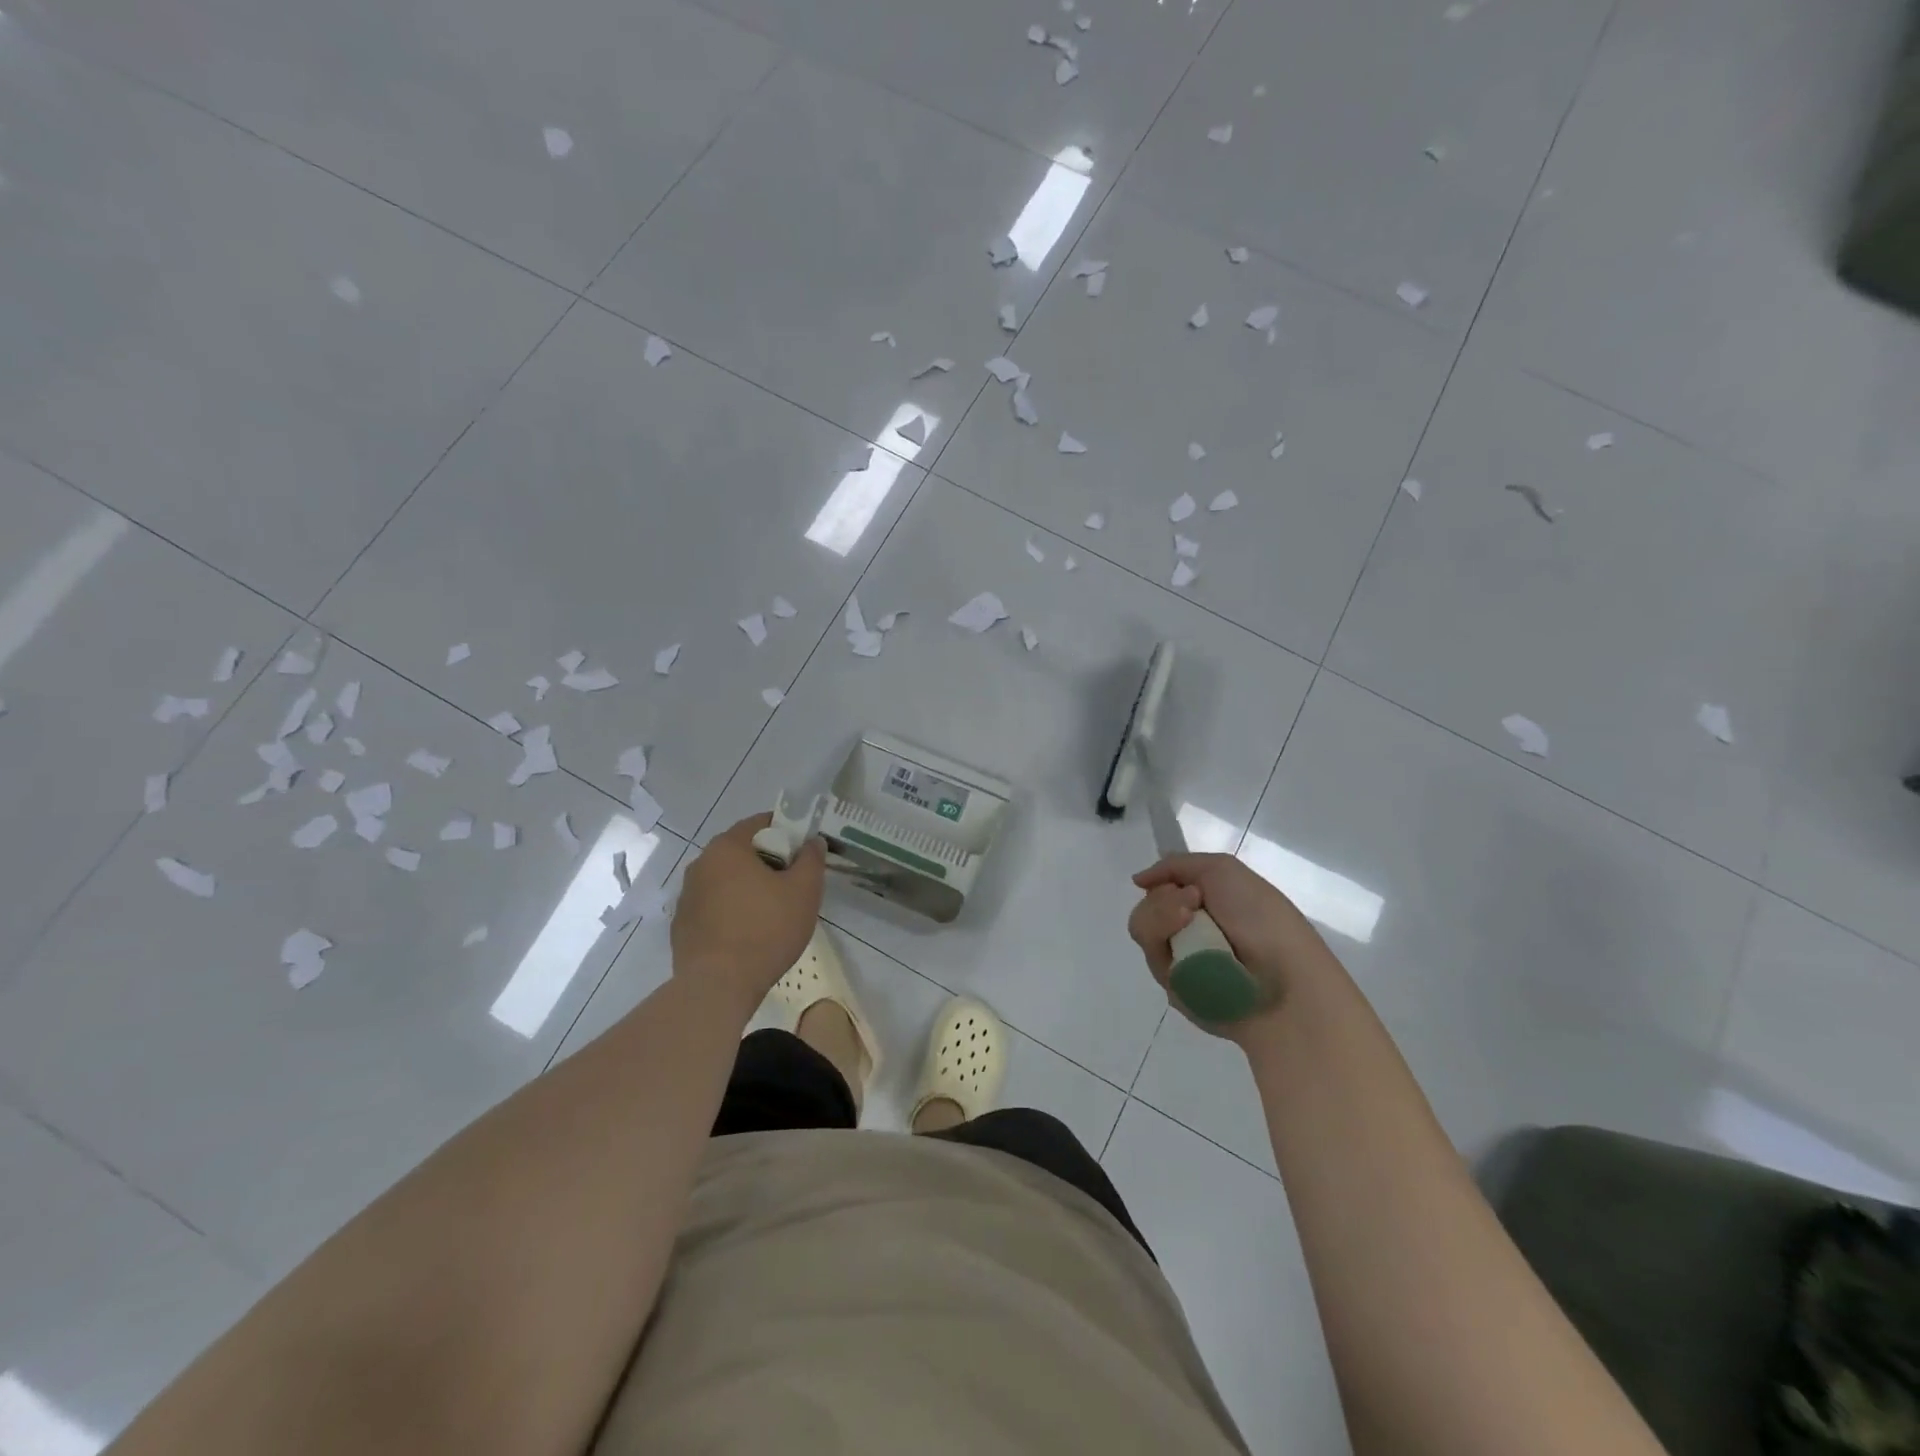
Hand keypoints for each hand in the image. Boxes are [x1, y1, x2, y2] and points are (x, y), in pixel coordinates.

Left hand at [673, 815, 825, 1007]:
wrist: (718, 986)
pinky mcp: (682, 926)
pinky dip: (730, 912)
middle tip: (792, 884)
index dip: (786, 832)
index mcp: (727, 848)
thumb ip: (811, 859)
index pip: (760, 824)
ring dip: (747, 889)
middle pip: (741, 852)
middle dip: (767, 862)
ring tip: (772, 914)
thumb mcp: (804, 891)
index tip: (803, 852)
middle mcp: (700, 864)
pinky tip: (748, 935)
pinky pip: (713, 908)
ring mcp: (687, 897)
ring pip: (726, 881)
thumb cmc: (766, 929)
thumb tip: (812, 841)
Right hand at [1128, 853, 1332, 1041]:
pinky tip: (1194, 956)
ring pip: (1144, 929)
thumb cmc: (1263, 919)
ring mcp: (1181, 960)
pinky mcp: (1176, 990)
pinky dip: (1169, 949)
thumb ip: (1175, 866)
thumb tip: (1138, 880)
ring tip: (1190, 926)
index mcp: (1207, 904)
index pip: (1161, 887)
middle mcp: (1190, 931)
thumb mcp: (1223, 870)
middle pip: (1146, 906)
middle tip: (1194, 905)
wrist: (1285, 982)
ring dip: (1163, 919)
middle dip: (1163, 901)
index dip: (1162, 882)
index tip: (1183, 885)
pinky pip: (1154, 960)